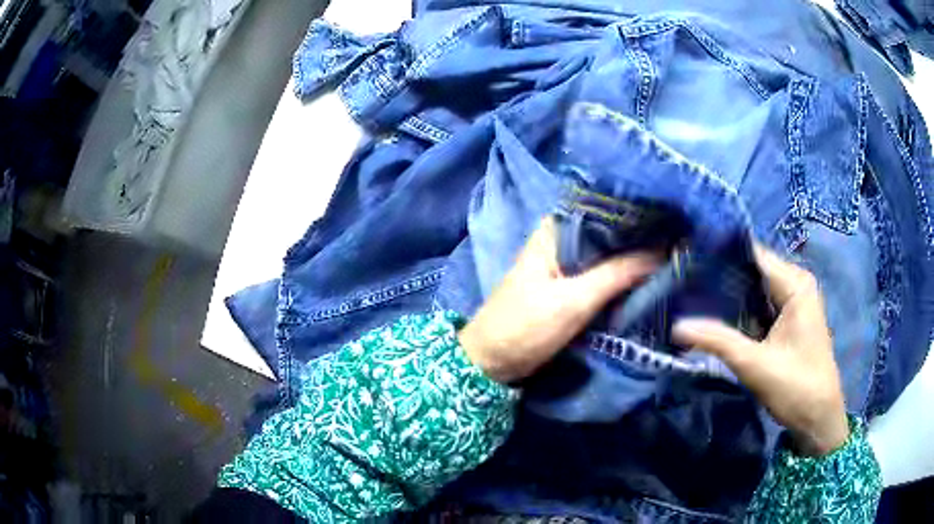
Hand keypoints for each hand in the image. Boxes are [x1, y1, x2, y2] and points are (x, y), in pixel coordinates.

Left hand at [458, 217, 658, 383]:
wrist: (493, 361)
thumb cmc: (526, 326)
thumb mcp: (574, 300)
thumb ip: (618, 274)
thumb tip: (664, 251)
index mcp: (557, 229)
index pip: (606, 211)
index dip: (639, 216)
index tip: (674, 219)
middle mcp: (562, 238)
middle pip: (609, 233)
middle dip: (641, 239)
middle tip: (680, 239)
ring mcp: (566, 262)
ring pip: (608, 254)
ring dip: (634, 259)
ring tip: (674, 254)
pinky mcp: (570, 285)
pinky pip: (602, 274)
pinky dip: (622, 277)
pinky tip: (649, 276)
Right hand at [672, 245, 849, 455]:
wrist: (818, 419)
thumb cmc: (796, 387)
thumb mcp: (755, 364)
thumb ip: (717, 341)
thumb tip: (676, 326)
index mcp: (795, 284)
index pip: (753, 255)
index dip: (721, 255)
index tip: (687, 259)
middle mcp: (795, 284)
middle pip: (753, 270)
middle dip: (721, 276)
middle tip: (683, 281)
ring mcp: (793, 302)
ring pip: (755, 289)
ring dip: (728, 295)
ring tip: (691, 294)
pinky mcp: (788, 320)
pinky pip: (760, 305)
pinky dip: (740, 310)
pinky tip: (714, 315)